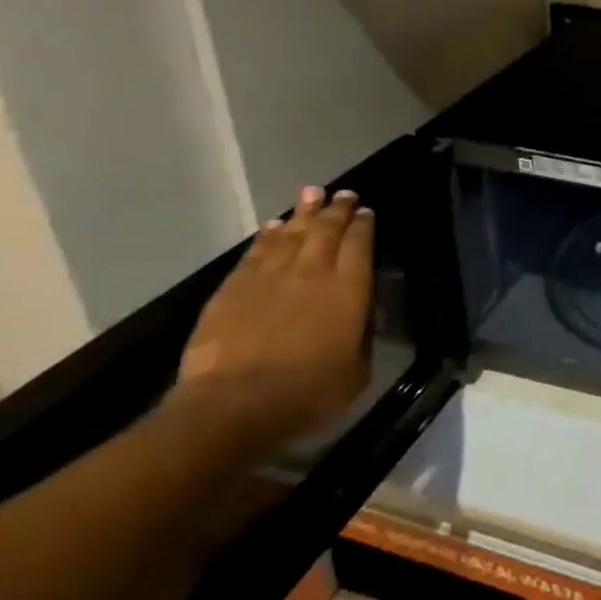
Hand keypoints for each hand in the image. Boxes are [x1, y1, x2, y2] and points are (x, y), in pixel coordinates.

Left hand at [171, 186, 374, 451]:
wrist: (234, 405)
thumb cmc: (307, 394)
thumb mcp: (357, 371)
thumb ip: (363, 336)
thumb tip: (362, 316)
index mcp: (349, 290)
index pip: (360, 245)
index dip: (364, 226)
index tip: (367, 212)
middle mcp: (312, 272)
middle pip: (327, 230)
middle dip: (337, 210)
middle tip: (344, 195)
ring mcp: (269, 276)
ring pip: (291, 233)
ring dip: (303, 212)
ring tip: (312, 193)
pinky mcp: (234, 288)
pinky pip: (255, 252)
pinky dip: (267, 236)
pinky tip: (272, 226)